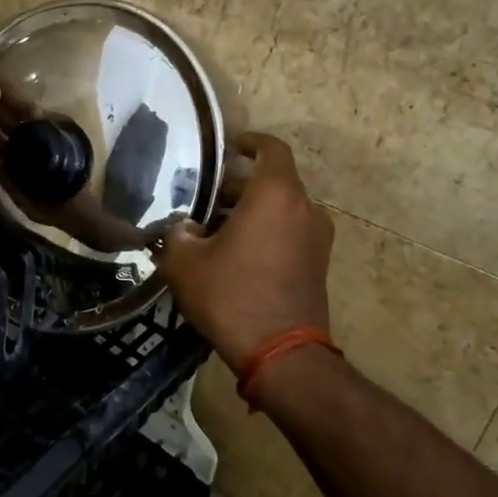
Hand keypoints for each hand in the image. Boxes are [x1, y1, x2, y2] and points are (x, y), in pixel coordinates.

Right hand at [154, 133, 333, 370]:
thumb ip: (178, 235)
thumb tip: (184, 228)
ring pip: (284, 208)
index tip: (230, 147)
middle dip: (242, 184)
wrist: (281, 354)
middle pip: (275, 181)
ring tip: (219, 228)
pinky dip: (269, 231)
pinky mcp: (319, 265)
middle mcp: (304, 208)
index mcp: (276, 195)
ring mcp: (317, 238)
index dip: (250, 142)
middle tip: (210, 196)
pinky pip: (292, 233)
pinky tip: (239, 254)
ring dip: (255, 210)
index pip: (271, 149)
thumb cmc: (231, 296)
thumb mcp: (185, 263)